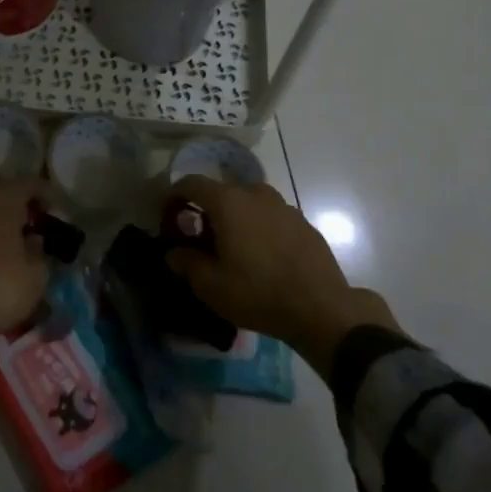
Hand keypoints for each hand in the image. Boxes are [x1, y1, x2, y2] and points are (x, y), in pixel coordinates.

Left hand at [0, 176, 55, 348]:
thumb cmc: (0, 286)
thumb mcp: (35, 274)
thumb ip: (38, 250)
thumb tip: (32, 239)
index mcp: (2, 198)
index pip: (28, 182)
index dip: (44, 193)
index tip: (54, 209)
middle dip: (11, 194)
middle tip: (25, 216)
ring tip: (5, 232)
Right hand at [165, 177, 400, 373]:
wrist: (321, 308)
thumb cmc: (257, 292)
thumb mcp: (210, 285)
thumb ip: (186, 263)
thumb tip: (174, 252)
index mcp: (228, 201)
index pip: (190, 183)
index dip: (173, 198)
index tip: (169, 222)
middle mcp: (255, 193)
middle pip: (220, 192)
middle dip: (205, 212)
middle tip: (200, 242)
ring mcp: (283, 205)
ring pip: (247, 204)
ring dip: (233, 219)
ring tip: (232, 250)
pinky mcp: (302, 221)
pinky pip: (269, 217)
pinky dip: (257, 228)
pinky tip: (261, 257)